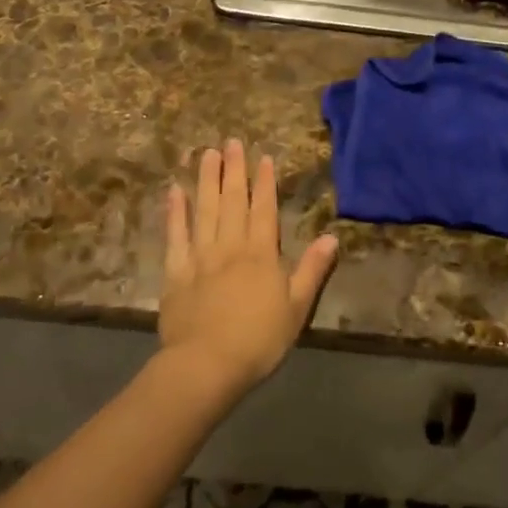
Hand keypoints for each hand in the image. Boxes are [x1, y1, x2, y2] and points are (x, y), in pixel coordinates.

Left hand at [158, 139, 339, 400]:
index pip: (264, 209)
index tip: (263, 157)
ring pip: (204, 210)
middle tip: (231, 142)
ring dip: (206, 180)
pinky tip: (175, 192)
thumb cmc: (259, 340)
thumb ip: (313, 269)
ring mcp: (200, 256)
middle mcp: (230, 245)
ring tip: (207, 154)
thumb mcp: (297, 307)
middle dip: (234, 170)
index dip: (264, 182)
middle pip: (232, 201)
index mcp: (261, 253)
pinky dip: (175, 213)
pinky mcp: (176, 272)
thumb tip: (332, 237)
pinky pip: (176, 236)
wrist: (207, 365)